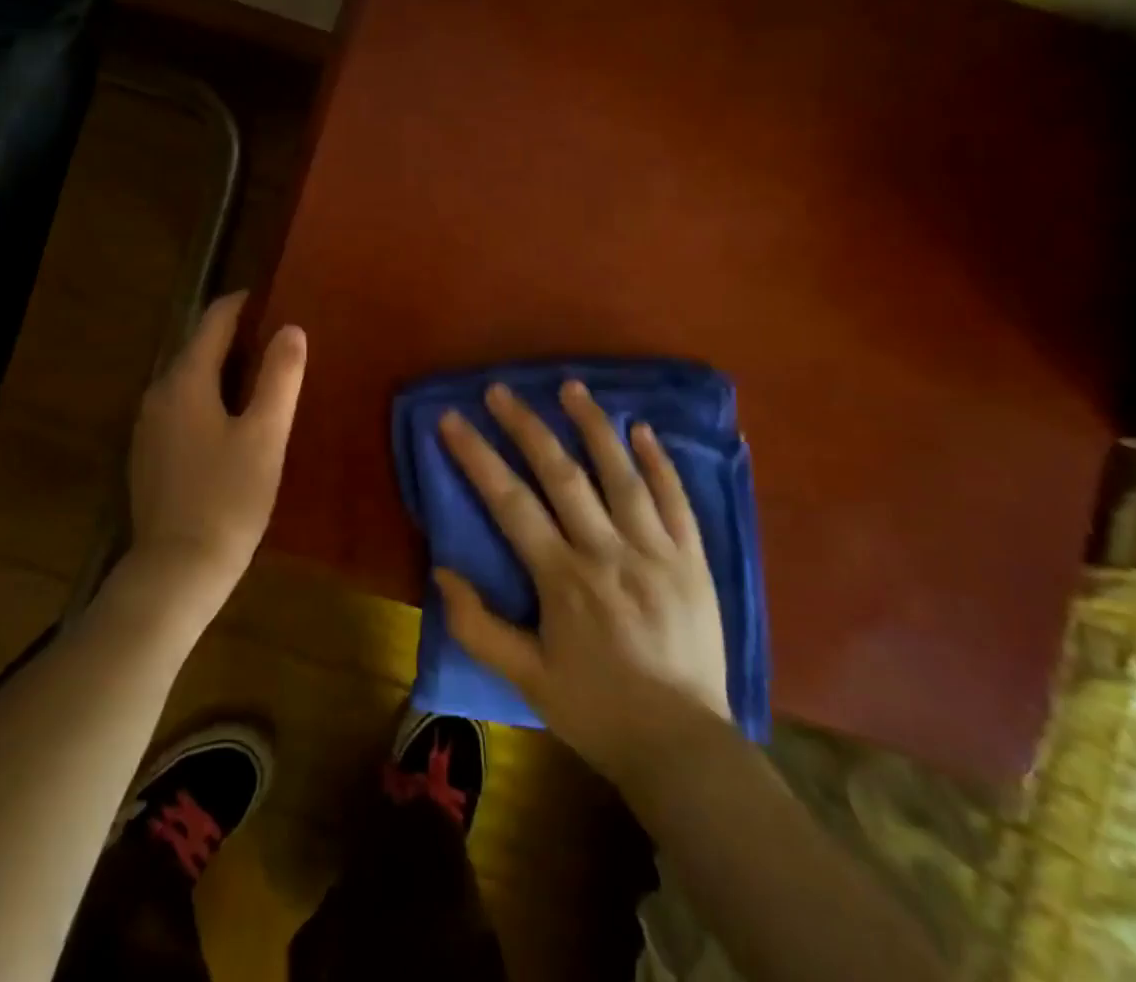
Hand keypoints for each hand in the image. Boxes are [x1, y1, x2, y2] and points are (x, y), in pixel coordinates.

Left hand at [126, 291, 306, 609]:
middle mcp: (159, 392)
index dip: (245, 303)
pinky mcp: (149, 452)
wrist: (177, 569)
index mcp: (185, 379)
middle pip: (200, 346)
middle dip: (238, 337)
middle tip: (281, 340)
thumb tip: (291, 329)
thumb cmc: (228, 497)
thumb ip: (279, 376)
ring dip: (225, 369)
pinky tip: (235, 419)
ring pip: (191, 378)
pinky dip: (210, 397)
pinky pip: (182, 406)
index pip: (215, 319)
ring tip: (266, 376)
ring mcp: (149, 424)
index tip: (276, 298)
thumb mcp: (265, 434)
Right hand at [435, 380, 730, 792]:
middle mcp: (608, 552)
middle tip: (500, 389)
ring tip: (571, 387)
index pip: (510, 502)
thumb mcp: (525, 679)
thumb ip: (478, 626)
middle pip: (562, 474)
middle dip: (526, 426)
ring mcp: (656, 551)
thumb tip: (442, 571)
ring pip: (622, 474)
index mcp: (563, 578)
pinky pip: (677, 501)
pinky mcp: (693, 561)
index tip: (452, 420)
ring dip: (594, 425)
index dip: (476, 456)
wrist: (684, 748)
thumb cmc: (596, 710)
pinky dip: (660, 462)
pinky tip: (643, 430)